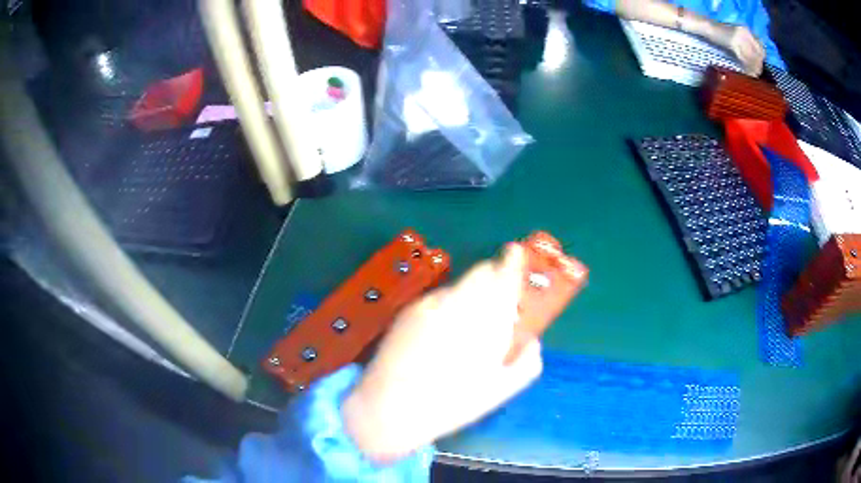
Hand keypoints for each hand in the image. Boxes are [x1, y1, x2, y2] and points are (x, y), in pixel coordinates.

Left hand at [342, 244, 542, 462]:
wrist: (393, 406)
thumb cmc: (453, 403)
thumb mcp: (503, 388)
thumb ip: (528, 359)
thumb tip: (531, 339)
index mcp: (489, 318)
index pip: (506, 273)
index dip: (514, 261)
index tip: (517, 257)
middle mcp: (460, 301)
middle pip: (482, 272)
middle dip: (493, 279)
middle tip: (495, 304)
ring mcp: (431, 303)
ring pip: (459, 285)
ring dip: (469, 295)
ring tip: (463, 327)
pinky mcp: (409, 309)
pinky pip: (436, 298)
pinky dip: (446, 306)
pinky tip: (438, 336)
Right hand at [707, 22, 764, 75]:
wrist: (708, 27)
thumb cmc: (722, 34)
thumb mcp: (737, 37)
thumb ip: (747, 44)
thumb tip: (757, 60)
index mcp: (746, 30)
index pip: (760, 48)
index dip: (761, 59)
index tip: (759, 67)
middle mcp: (744, 33)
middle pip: (756, 54)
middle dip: (758, 65)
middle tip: (757, 74)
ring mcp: (739, 38)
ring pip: (751, 58)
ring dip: (753, 68)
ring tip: (753, 75)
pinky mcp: (733, 43)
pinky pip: (743, 58)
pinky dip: (746, 67)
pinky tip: (746, 72)